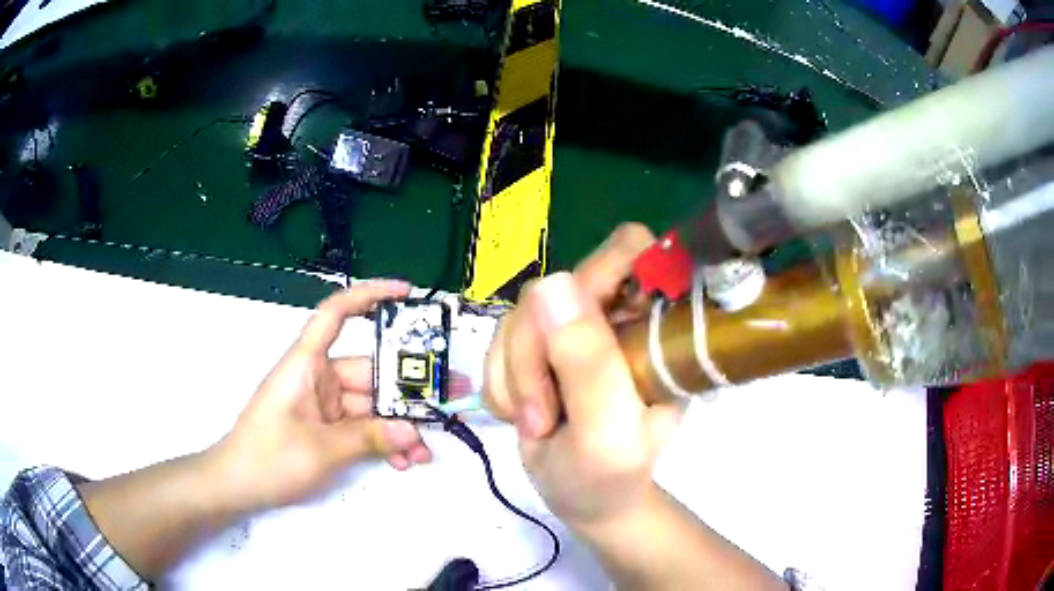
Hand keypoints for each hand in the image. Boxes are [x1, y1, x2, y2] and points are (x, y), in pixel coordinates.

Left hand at [212, 280, 431, 511]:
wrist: (237, 486)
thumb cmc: (267, 457)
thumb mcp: (320, 449)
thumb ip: (368, 438)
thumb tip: (413, 431)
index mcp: (307, 363)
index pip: (336, 313)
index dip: (369, 295)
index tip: (406, 294)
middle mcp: (317, 377)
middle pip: (369, 371)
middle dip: (406, 391)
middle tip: (448, 402)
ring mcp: (322, 404)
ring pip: (370, 405)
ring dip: (398, 426)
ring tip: (425, 450)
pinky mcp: (325, 427)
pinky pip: (361, 427)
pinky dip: (381, 441)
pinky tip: (403, 460)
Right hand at [484, 224, 683, 528]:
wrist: (584, 500)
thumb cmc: (609, 478)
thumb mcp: (607, 434)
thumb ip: (589, 367)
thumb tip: (553, 284)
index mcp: (655, 327)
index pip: (633, 252)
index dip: (602, 271)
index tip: (573, 330)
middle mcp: (617, 315)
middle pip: (558, 286)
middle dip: (535, 352)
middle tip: (542, 411)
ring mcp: (575, 327)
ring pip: (521, 314)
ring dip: (515, 375)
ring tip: (537, 422)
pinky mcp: (540, 343)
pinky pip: (499, 338)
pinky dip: (501, 381)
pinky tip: (522, 413)